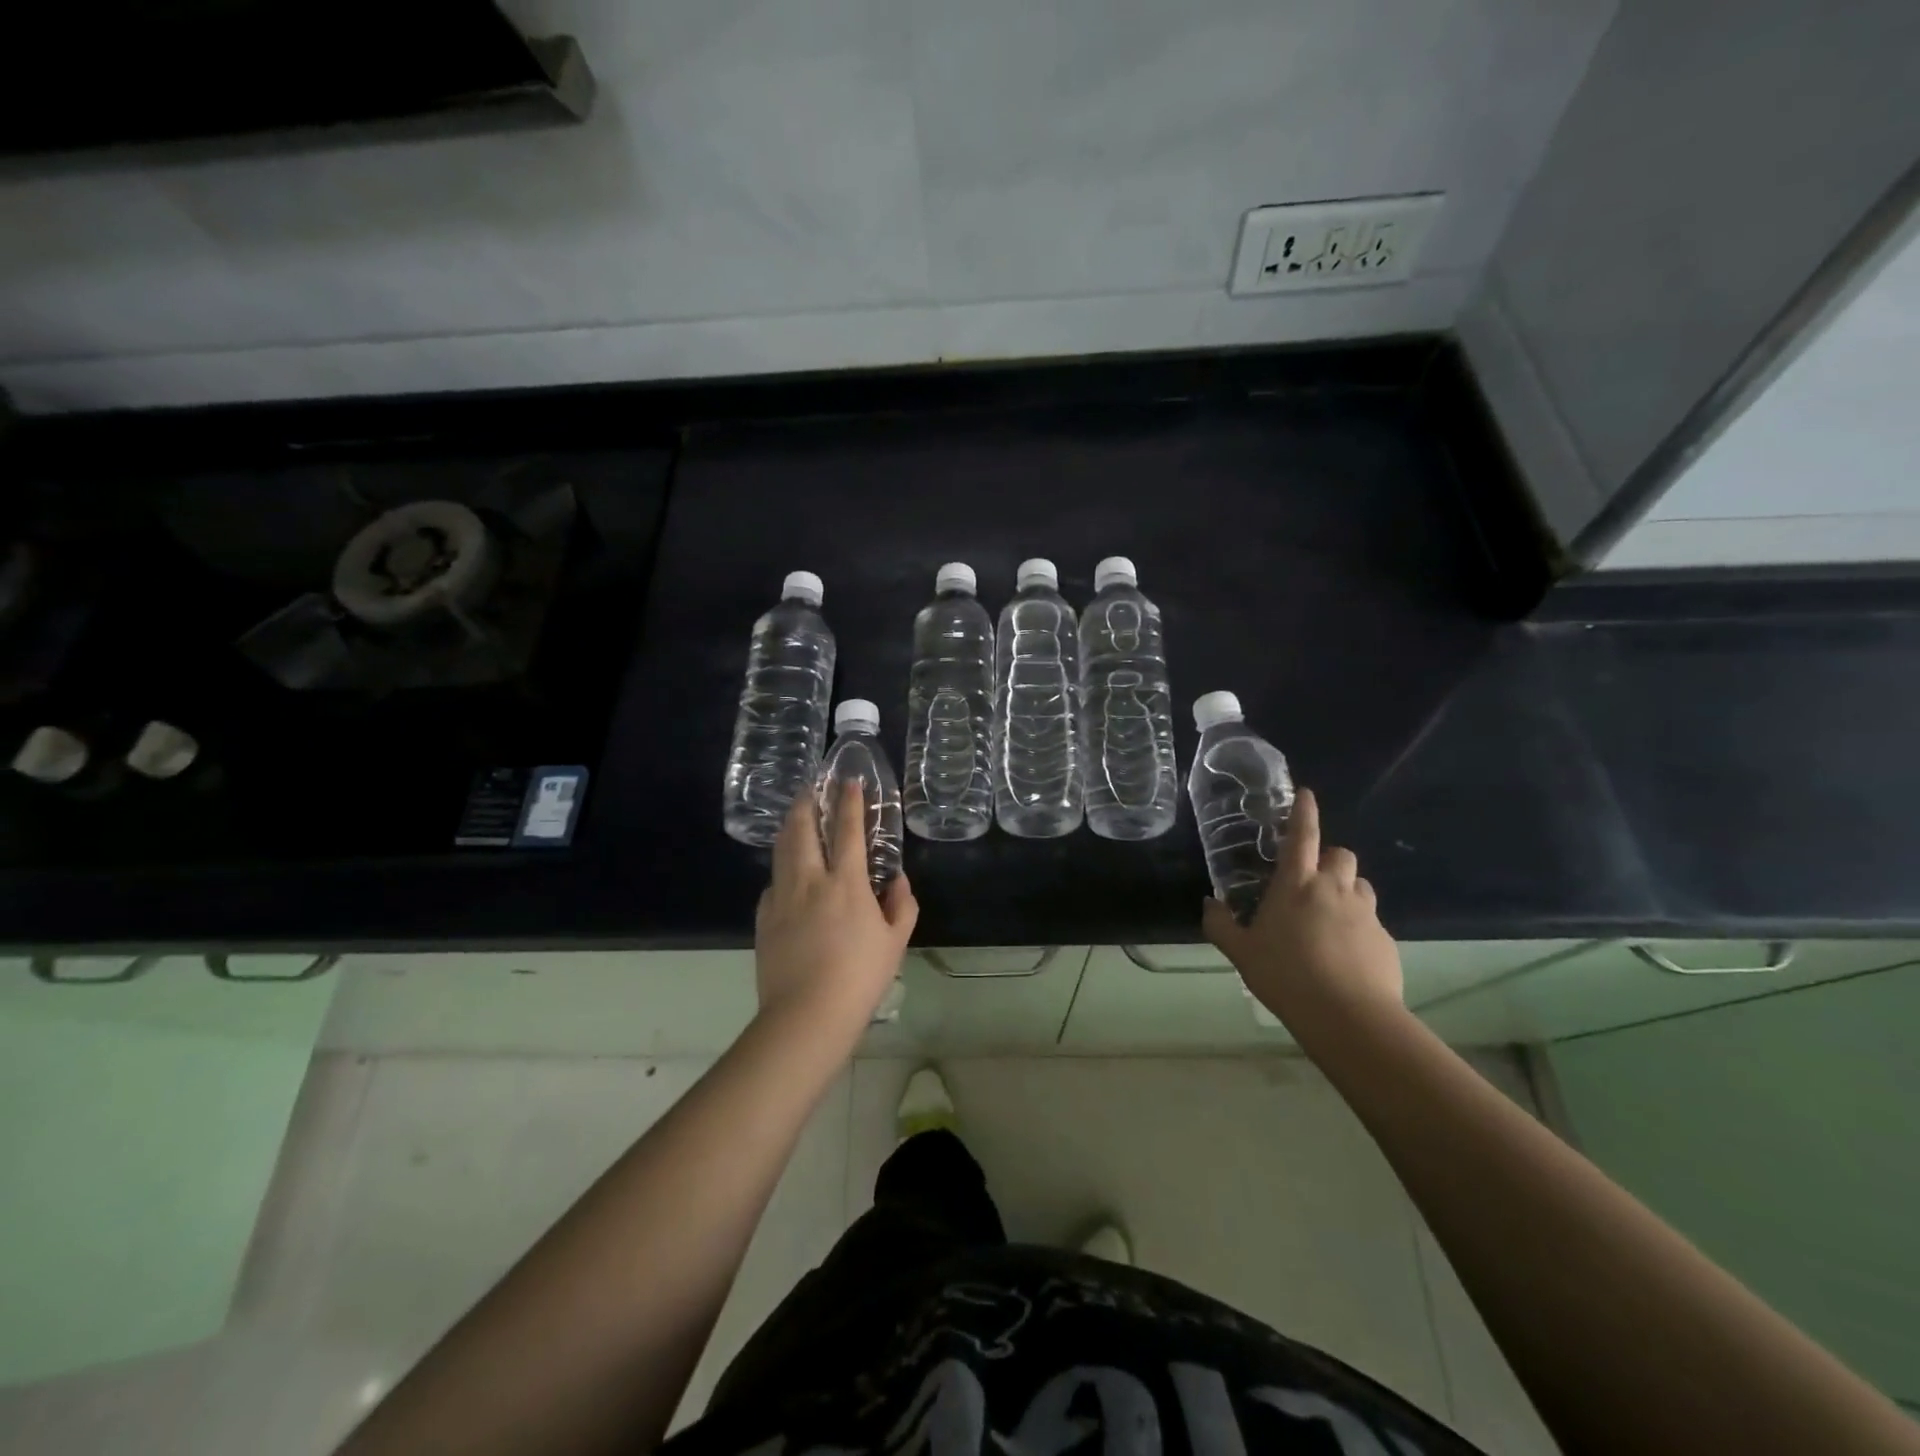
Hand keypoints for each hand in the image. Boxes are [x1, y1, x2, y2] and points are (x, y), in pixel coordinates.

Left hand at [754, 782, 917, 1036]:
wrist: (806, 1015)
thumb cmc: (859, 977)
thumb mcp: (895, 942)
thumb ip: (901, 905)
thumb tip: (897, 880)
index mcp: (845, 882)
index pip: (848, 830)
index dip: (849, 801)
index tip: (848, 781)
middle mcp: (810, 880)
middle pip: (803, 829)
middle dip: (807, 803)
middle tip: (811, 789)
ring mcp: (781, 897)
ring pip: (781, 850)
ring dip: (790, 827)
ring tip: (795, 817)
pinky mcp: (763, 918)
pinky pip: (772, 882)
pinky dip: (781, 868)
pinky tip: (786, 875)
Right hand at [1202, 788, 1403, 1038]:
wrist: (1347, 1016)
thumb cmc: (1285, 975)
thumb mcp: (1241, 952)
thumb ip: (1221, 924)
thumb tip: (1210, 903)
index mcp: (1296, 884)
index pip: (1301, 836)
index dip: (1304, 812)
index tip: (1306, 793)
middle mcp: (1333, 889)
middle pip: (1340, 854)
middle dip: (1329, 858)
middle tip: (1312, 879)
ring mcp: (1364, 914)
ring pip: (1360, 885)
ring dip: (1346, 890)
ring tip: (1329, 916)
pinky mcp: (1385, 940)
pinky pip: (1371, 921)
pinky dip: (1358, 927)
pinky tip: (1345, 955)